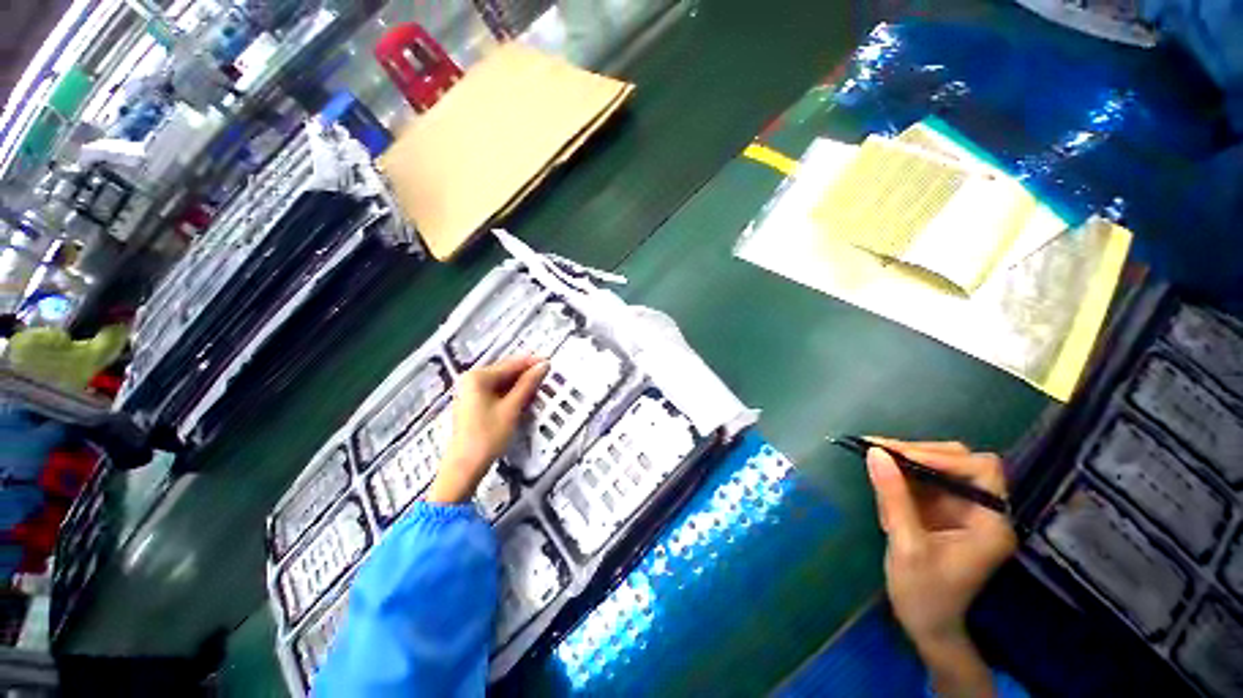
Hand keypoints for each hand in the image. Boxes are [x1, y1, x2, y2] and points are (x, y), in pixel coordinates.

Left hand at [426, 357, 548, 503]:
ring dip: (517, 388)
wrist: (465, 464)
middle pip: (503, 373)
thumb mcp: (511, 409)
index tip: (550, 361)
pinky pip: (492, 394)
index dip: (531, 363)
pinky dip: (507, 397)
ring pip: (498, 385)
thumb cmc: (488, 435)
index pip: (509, 365)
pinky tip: (520, 402)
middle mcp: (470, 379)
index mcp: (478, 376)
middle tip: (546, 379)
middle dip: (524, 376)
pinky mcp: (470, 406)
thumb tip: (543, 365)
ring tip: (537, 391)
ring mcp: (469, 393)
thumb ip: (527, 385)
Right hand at [866, 439, 1015, 696]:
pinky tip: (895, 481)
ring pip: (952, 473)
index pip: (978, 470)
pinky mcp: (961, 517)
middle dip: (928, 456)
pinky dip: (919, 483)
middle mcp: (993, 510)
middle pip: (966, 465)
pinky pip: (942, 488)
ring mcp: (977, 513)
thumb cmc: (923, 599)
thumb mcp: (907, 551)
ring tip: (885, 460)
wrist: (928, 632)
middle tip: (888, 450)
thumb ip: (895, 502)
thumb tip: (875, 455)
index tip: (901, 453)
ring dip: (920, 466)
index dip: (942, 457)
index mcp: (993, 521)